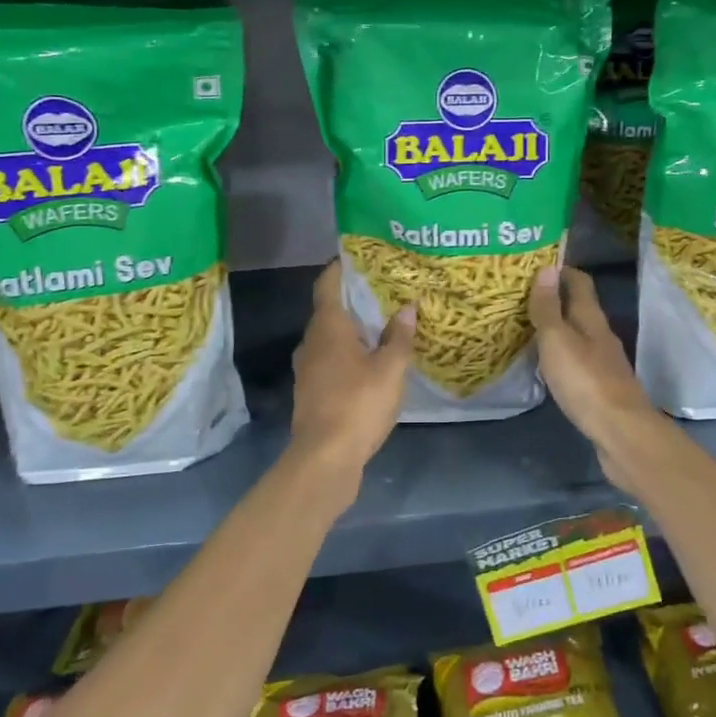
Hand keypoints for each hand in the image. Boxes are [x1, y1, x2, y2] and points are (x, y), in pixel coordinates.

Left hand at [289, 262, 414, 484]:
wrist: (325, 458)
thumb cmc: (357, 404)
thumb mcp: (389, 369)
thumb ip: (399, 338)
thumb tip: (407, 308)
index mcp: (327, 328)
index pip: (327, 285)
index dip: (339, 268)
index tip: (357, 257)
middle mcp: (311, 343)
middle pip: (328, 311)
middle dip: (352, 300)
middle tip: (382, 291)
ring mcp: (308, 369)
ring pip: (329, 339)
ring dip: (351, 330)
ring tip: (381, 326)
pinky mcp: (311, 392)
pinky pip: (330, 361)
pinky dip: (348, 354)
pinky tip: (370, 363)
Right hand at [527, 265, 662, 484]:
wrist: (621, 434)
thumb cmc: (586, 382)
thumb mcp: (558, 340)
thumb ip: (549, 308)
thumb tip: (548, 267)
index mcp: (592, 320)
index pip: (580, 283)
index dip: (562, 271)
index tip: (537, 264)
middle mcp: (601, 337)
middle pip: (579, 309)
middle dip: (556, 299)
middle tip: (523, 297)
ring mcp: (604, 364)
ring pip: (578, 336)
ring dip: (558, 329)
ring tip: (529, 327)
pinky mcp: (601, 389)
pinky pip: (578, 362)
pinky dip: (561, 356)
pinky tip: (547, 365)